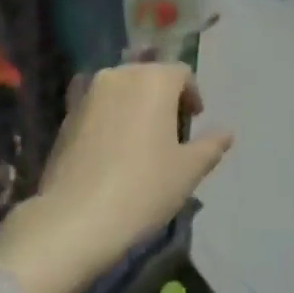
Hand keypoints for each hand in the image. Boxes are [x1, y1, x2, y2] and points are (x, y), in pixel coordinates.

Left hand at [0, 63, 232, 292]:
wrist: (75, 218)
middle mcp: (120, 74)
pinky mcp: (67, 114)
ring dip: (135, 105)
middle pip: (150, 76)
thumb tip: (227, 133)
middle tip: (170, 133)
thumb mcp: (188, 171)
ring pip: (122, 89)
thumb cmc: (143, 188)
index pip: (182, 74)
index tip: (194, 123)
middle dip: (163, 98)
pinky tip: (111, 149)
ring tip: (140, 141)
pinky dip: (109, 117)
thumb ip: (210, 146)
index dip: (192, 96)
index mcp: (154, 79)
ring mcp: (89, 92)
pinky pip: (98, 106)